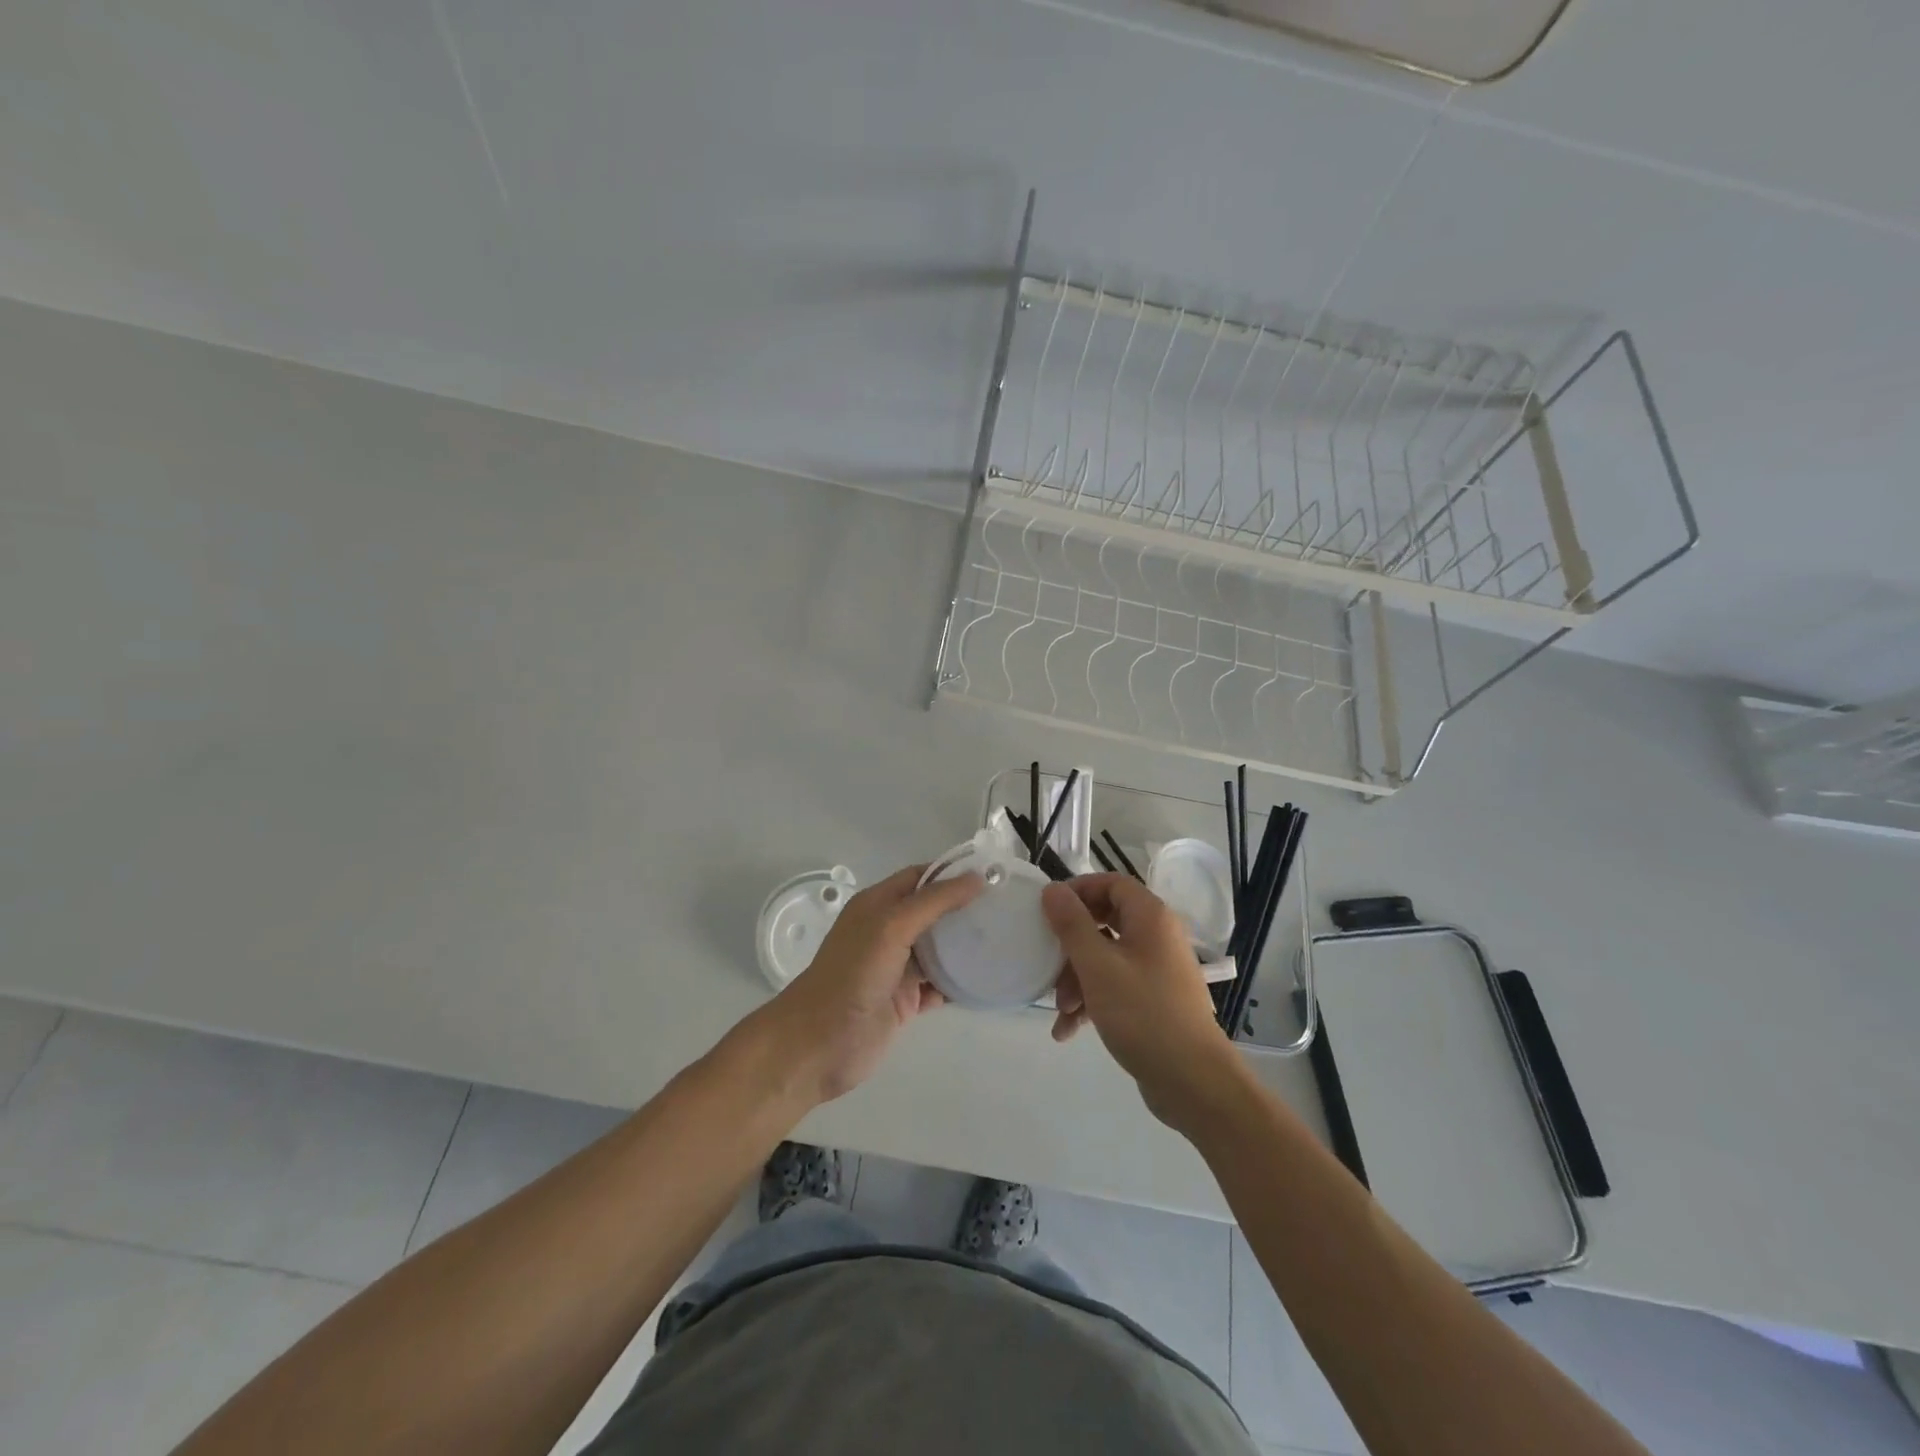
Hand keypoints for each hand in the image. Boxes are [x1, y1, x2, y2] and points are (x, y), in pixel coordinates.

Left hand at [749, 865, 982, 1106]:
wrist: (820, 1045)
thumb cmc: (853, 975)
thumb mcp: (892, 926)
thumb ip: (934, 901)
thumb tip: (978, 878)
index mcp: (878, 905)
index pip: (919, 877)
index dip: (951, 873)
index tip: (992, 874)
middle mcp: (887, 932)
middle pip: (932, 912)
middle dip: (964, 909)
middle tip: (1006, 907)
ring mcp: (897, 968)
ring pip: (938, 950)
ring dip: (964, 946)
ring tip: (1004, 939)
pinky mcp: (905, 1002)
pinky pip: (939, 986)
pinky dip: (959, 983)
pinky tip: (986, 979)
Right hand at [1042, 874, 1245, 1131]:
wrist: (1193, 1082)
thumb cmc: (1143, 1013)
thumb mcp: (1097, 966)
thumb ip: (1071, 924)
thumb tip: (1052, 889)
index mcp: (1150, 917)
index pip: (1111, 883)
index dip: (1078, 890)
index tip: (1048, 910)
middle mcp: (1157, 937)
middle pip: (1105, 922)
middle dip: (1071, 945)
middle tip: (1049, 962)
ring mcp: (1157, 970)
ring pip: (1106, 958)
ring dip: (1077, 979)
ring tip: (1060, 1010)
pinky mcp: (1154, 1000)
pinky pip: (1115, 987)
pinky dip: (1092, 1001)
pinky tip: (1068, 1030)